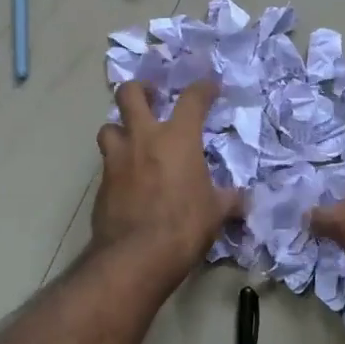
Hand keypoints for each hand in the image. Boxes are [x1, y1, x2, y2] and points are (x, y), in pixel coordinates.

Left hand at [93, 79, 244, 285]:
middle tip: (152, 97)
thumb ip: (229, 200)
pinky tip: (128, 179)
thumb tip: (243, 200)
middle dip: (140, 89)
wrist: (135, 256)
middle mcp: (143, 139)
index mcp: (178, 138)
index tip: (210, 88)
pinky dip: (117, 164)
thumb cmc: (183, 226)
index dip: (203, 88)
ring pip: (108, 126)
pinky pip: (107, 162)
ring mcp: (117, 159)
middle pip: (129, 94)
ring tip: (132, 139)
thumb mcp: (216, 212)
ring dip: (120, 127)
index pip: (192, 98)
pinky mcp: (101, 183)